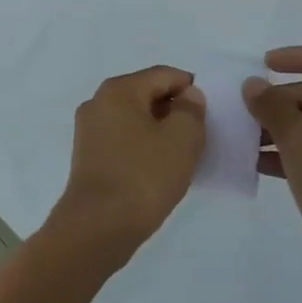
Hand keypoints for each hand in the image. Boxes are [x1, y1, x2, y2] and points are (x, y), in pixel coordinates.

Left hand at [46, 65, 205, 275]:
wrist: (98, 227)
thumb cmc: (143, 177)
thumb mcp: (182, 139)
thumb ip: (191, 110)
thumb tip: (187, 96)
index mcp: (118, 90)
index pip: (164, 75)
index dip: (192, 88)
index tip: (212, 113)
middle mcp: (98, 102)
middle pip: (148, 94)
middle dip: (176, 110)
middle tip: (202, 135)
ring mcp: (89, 131)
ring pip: (136, 119)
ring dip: (161, 131)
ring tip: (184, 155)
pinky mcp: (88, 157)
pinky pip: (124, 140)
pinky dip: (145, 147)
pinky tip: (161, 169)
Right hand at [243, 46, 301, 299]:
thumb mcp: (300, 141)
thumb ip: (273, 107)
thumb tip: (253, 85)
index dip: (297, 57)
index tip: (263, 63)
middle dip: (279, 100)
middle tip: (244, 110)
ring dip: (278, 127)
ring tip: (243, 136)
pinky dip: (286, 153)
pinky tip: (255, 163)